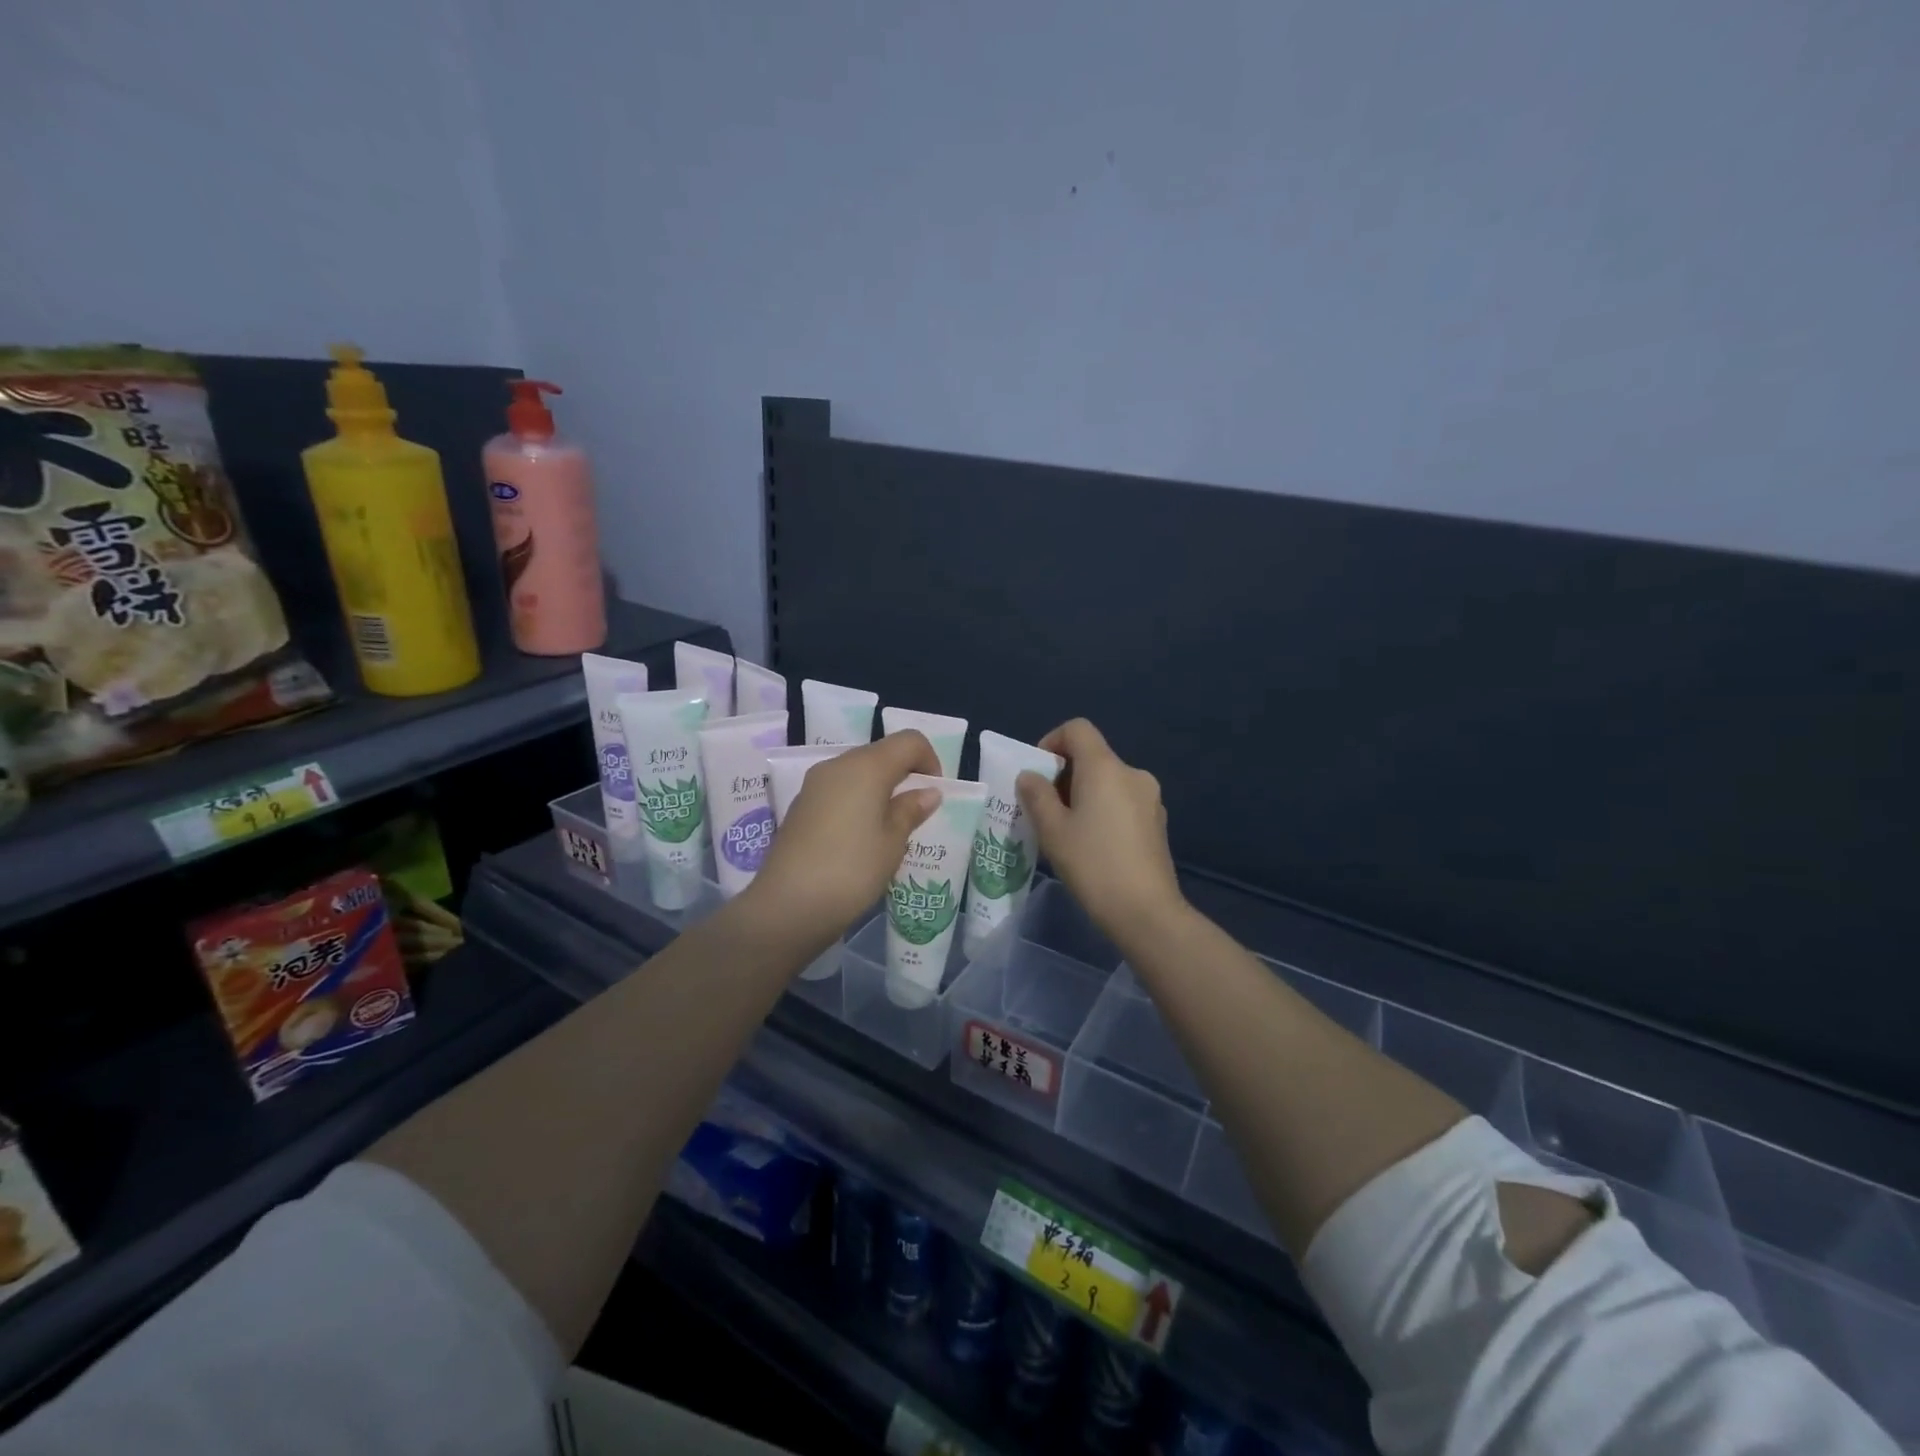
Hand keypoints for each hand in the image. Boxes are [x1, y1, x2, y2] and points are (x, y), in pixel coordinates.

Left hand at [742, 730, 942, 955]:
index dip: (929, 759)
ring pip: (857, 771)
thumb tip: (928, 792)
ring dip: (880, 788)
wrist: (787, 906)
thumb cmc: (852, 870)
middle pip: (881, 753)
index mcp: (866, 766)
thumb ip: (910, 810)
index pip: (908, 740)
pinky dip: (857, 801)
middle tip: (916, 812)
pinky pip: (838, 790)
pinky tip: (860, 837)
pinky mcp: (800, 805)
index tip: (934, 793)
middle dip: (904, 773)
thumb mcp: (892, 843)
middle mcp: (838, 765)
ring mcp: (814, 784)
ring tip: (890, 827)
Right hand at [1016, 719, 1185, 945]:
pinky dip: (1103, 810)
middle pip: (1092, 757)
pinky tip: (1093, 845)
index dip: (1051, 741)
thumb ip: (1036, 795)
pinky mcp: (1157, 822)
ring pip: (1108, 782)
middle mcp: (1132, 773)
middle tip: (1043, 809)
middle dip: (1064, 775)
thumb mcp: (1052, 830)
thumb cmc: (1092, 864)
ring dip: (1083, 794)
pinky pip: (1122, 802)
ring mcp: (1150, 798)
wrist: (1146, 911)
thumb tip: (1030, 776)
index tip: (1037, 774)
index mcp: (1105, 767)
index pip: (1077, 729)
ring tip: (1066, 831)